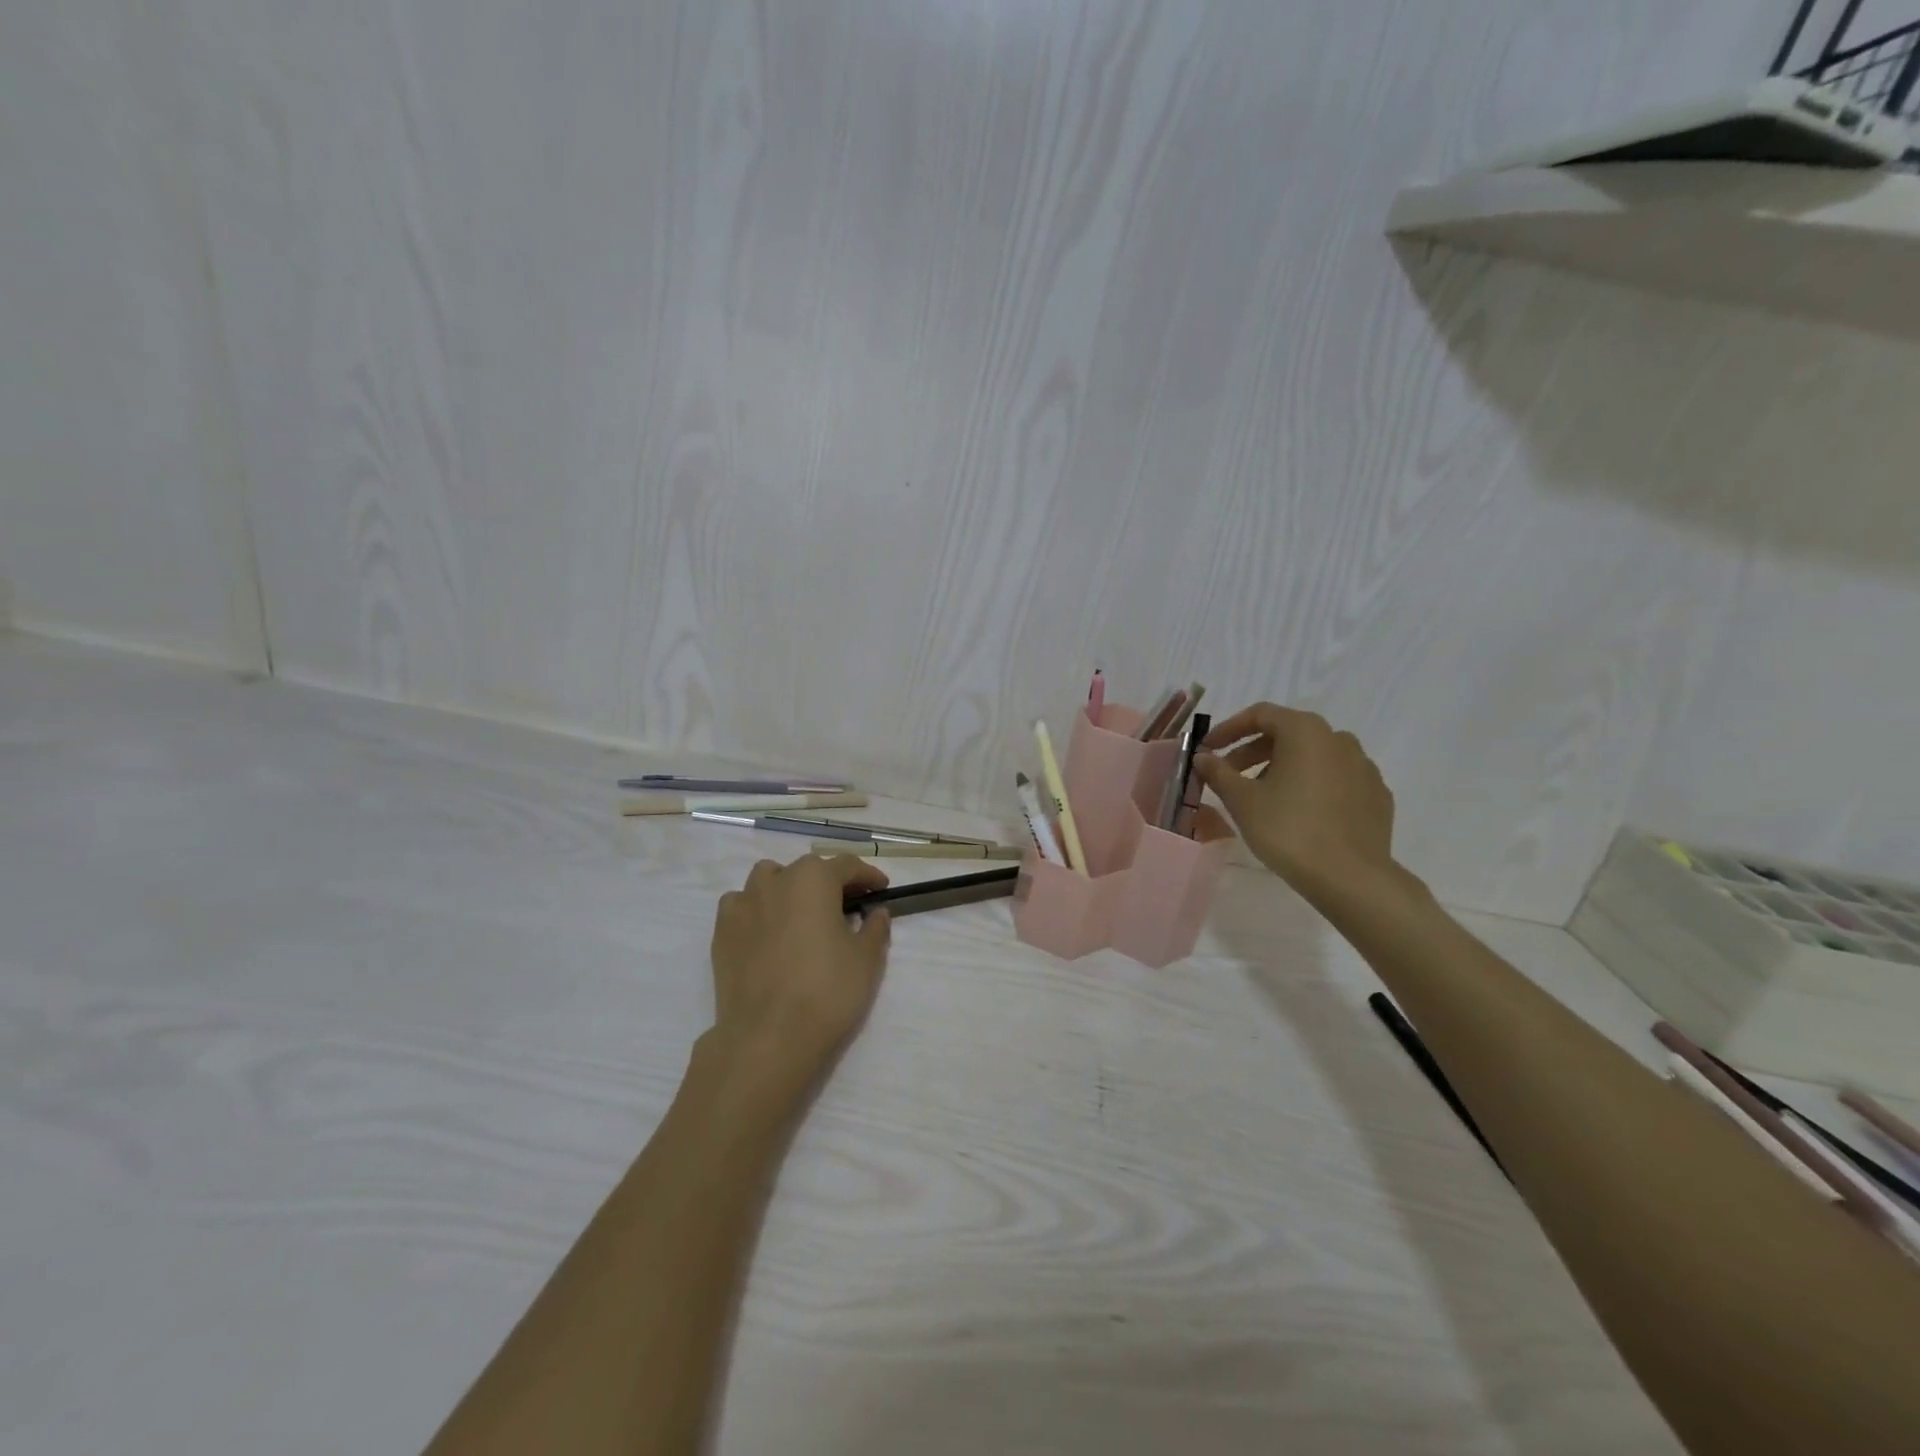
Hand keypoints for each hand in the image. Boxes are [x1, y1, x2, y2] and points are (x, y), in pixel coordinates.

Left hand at [706, 854, 892, 1098]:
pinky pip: (741, 905)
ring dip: (788, 888)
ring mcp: (743, 904)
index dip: (868, 876)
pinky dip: (757, 910)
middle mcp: (776, 881)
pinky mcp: (722, 931)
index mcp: (814, 879)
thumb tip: (876, 912)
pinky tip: (767, 932)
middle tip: (846, 908)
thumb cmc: (826, 991)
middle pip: (807, 870)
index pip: (847, 866)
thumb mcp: (866, 960)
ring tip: (801, 914)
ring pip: (768, 880)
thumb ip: (874, 928)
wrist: (768, 1037)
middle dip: (829, 883)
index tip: (881, 890)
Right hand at [1196, 704, 1396, 904]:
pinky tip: (1299, 812)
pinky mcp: (1376, 795)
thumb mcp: (1242, 800)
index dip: (1229, 729)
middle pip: (1288, 733)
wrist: (1351, 878)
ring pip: (1313, 756)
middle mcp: (1338, 739)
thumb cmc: (1289, 830)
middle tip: (1228, 775)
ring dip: (1282, 767)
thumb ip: (1219, 772)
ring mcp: (1363, 767)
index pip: (1260, 714)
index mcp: (1305, 731)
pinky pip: (1336, 779)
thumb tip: (1203, 757)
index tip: (1208, 749)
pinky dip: (1311, 785)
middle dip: (1253, 751)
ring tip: (1262, 796)